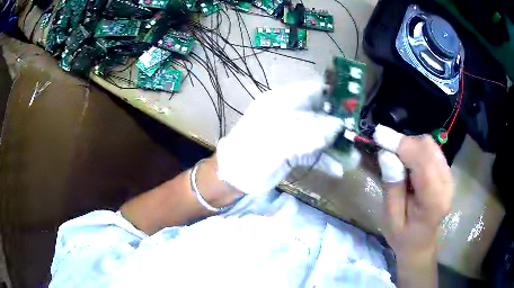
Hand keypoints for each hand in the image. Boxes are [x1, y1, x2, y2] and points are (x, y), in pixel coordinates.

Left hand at [216, 80, 350, 194]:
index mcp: (282, 102)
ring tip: (353, 159)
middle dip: (339, 125)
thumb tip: (338, 126)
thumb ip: (309, 132)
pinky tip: (338, 170)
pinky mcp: (293, 152)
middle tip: (356, 135)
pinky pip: (313, 153)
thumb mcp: (278, 141)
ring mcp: (292, 134)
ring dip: (335, 147)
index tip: (353, 104)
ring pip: (319, 135)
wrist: (233, 177)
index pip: (313, 90)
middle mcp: (290, 115)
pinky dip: (325, 161)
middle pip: (321, 114)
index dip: (333, 94)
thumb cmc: (250, 153)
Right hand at [374, 125, 452, 285]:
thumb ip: (392, 188)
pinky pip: (432, 150)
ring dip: (410, 144)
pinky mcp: (447, 173)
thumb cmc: (404, 237)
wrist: (421, 244)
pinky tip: (407, 160)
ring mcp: (449, 177)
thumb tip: (386, 154)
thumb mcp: (391, 219)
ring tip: (395, 155)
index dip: (401, 144)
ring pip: (430, 145)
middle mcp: (446, 185)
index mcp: (433, 201)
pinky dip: (417, 148)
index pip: (422, 162)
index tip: (378, 135)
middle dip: (405, 142)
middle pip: (428, 148)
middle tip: (385, 148)